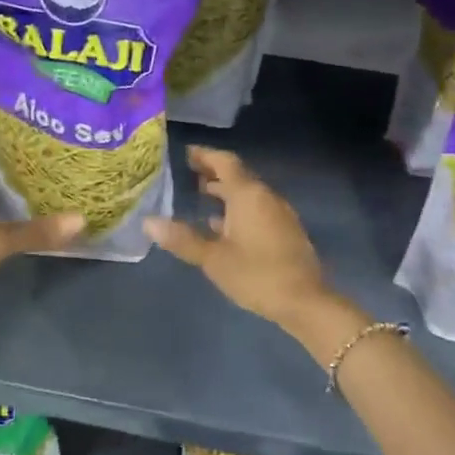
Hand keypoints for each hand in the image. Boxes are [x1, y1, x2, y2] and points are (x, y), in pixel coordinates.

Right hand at [143, 147, 337, 330]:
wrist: (304, 301)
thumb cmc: (256, 275)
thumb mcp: (213, 259)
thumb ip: (182, 239)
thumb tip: (149, 222)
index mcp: (249, 195)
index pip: (225, 163)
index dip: (205, 155)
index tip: (186, 153)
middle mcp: (266, 197)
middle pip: (238, 177)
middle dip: (214, 173)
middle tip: (190, 173)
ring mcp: (280, 214)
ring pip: (249, 195)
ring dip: (226, 193)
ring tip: (202, 195)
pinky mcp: (286, 232)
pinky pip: (258, 210)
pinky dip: (238, 210)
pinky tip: (223, 226)